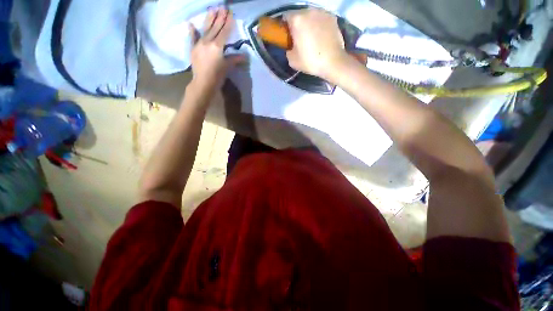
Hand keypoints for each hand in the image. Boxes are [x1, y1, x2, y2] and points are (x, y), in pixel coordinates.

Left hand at [188, 8, 245, 95]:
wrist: (203, 83)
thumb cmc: (217, 76)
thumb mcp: (227, 67)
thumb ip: (234, 59)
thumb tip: (245, 56)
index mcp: (217, 46)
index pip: (224, 32)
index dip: (228, 23)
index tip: (230, 13)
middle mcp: (208, 41)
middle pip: (215, 27)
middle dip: (219, 17)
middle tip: (222, 7)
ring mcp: (199, 44)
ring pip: (205, 29)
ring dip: (209, 19)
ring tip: (212, 9)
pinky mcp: (193, 48)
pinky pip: (193, 38)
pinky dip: (192, 31)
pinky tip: (191, 24)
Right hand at [285, 9, 348, 80]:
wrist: (333, 62)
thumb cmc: (311, 61)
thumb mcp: (292, 61)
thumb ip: (288, 50)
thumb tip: (291, 47)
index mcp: (297, 20)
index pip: (285, 17)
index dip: (285, 27)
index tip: (288, 37)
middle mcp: (309, 11)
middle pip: (299, 15)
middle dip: (298, 25)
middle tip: (300, 39)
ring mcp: (322, 12)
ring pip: (311, 16)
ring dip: (309, 24)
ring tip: (312, 38)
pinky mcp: (332, 17)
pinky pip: (321, 19)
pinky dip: (319, 25)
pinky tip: (321, 36)